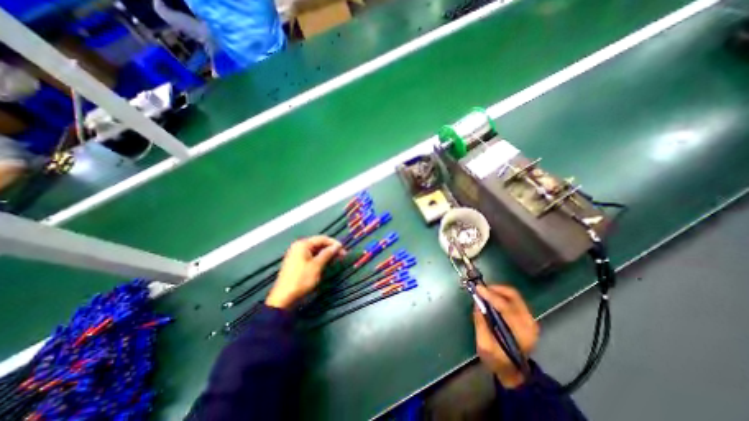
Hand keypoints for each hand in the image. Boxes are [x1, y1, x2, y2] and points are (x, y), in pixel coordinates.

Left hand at [264, 236, 342, 308]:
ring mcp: (297, 255)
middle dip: (331, 249)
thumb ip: (328, 253)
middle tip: (342, 255)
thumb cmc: (301, 279)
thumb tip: (337, 246)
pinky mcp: (297, 263)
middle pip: (318, 243)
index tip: (344, 249)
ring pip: (316, 251)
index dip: (334, 243)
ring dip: (326, 254)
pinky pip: (311, 256)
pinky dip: (320, 259)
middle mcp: (299, 247)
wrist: (284, 298)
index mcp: (303, 244)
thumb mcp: (317, 265)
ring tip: (336, 260)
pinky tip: (327, 263)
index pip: (322, 238)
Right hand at [473, 287, 538, 387]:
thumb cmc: (498, 361)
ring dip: (497, 290)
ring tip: (484, 292)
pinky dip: (501, 294)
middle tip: (480, 289)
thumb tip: (477, 303)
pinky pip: (514, 299)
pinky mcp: (527, 317)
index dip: (490, 295)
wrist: (514, 372)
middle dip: (494, 289)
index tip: (477, 288)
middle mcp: (529, 323)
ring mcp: (530, 320)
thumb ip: (481, 323)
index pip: (505, 306)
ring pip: (514, 295)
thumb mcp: (484, 346)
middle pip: (513, 296)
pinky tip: (491, 298)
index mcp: (521, 332)